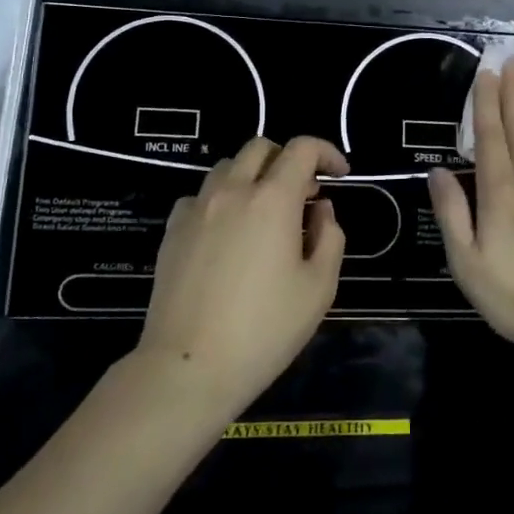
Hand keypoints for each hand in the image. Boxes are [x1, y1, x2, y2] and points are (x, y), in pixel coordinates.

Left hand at [137, 136, 348, 419]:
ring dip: (253, 177)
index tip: (340, 175)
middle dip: (288, 159)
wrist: (189, 366)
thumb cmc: (264, 330)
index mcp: (272, 199)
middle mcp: (232, 190)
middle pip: (260, 147)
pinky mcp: (172, 228)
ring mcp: (196, 207)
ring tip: (265, 215)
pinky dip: (222, 199)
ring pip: (228, 167)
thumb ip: (330, 237)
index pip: (302, 148)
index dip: (326, 152)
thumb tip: (320, 208)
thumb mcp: (319, 288)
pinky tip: (228, 234)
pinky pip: (201, 195)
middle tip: (303, 195)